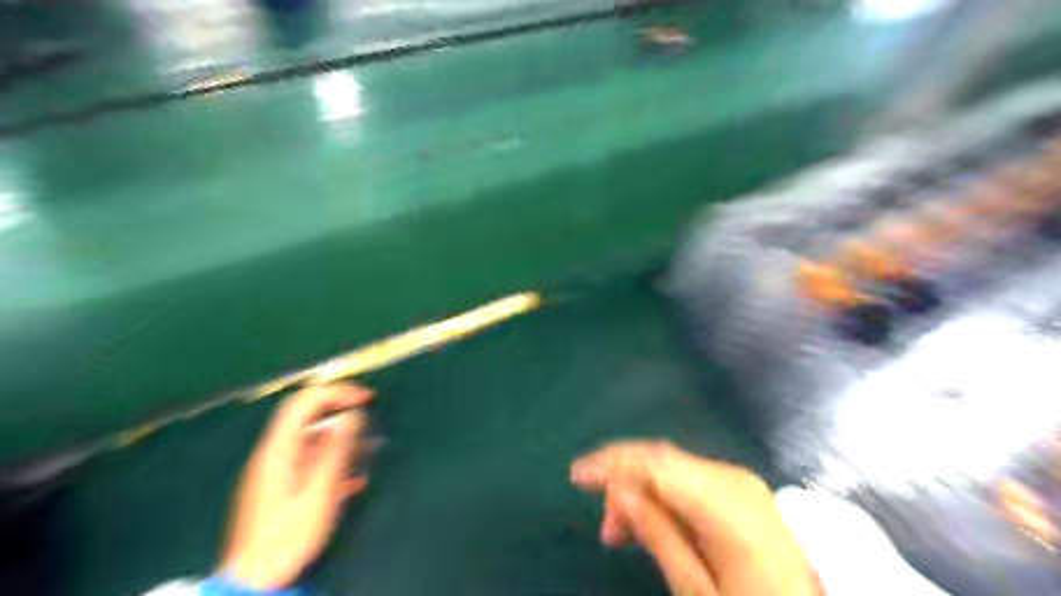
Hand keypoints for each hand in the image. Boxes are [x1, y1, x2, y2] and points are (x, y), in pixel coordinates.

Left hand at [214, 384, 370, 587]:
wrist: (257, 578)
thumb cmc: (290, 535)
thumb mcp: (319, 492)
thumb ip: (336, 450)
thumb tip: (353, 414)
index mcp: (280, 450)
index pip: (305, 401)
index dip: (337, 392)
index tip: (366, 398)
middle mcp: (275, 452)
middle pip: (306, 414)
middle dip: (339, 407)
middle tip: (368, 412)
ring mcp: (277, 469)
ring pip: (311, 437)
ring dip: (341, 436)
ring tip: (369, 449)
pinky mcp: (281, 486)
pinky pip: (310, 458)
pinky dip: (333, 457)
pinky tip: (354, 479)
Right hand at [571, 440, 818, 592]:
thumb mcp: (699, 589)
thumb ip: (658, 534)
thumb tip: (618, 490)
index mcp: (725, 502)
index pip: (655, 463)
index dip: (612, 462)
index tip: (575, 475)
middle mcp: (730, 477)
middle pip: (661, 461)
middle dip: (622, 481)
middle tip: (606, 530)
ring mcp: (738, 480)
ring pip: (671, 468)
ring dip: (639, 490)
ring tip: (621, 533)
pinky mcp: (739, 490)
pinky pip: (687, 479)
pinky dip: (660, 495)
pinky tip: (650, 521)